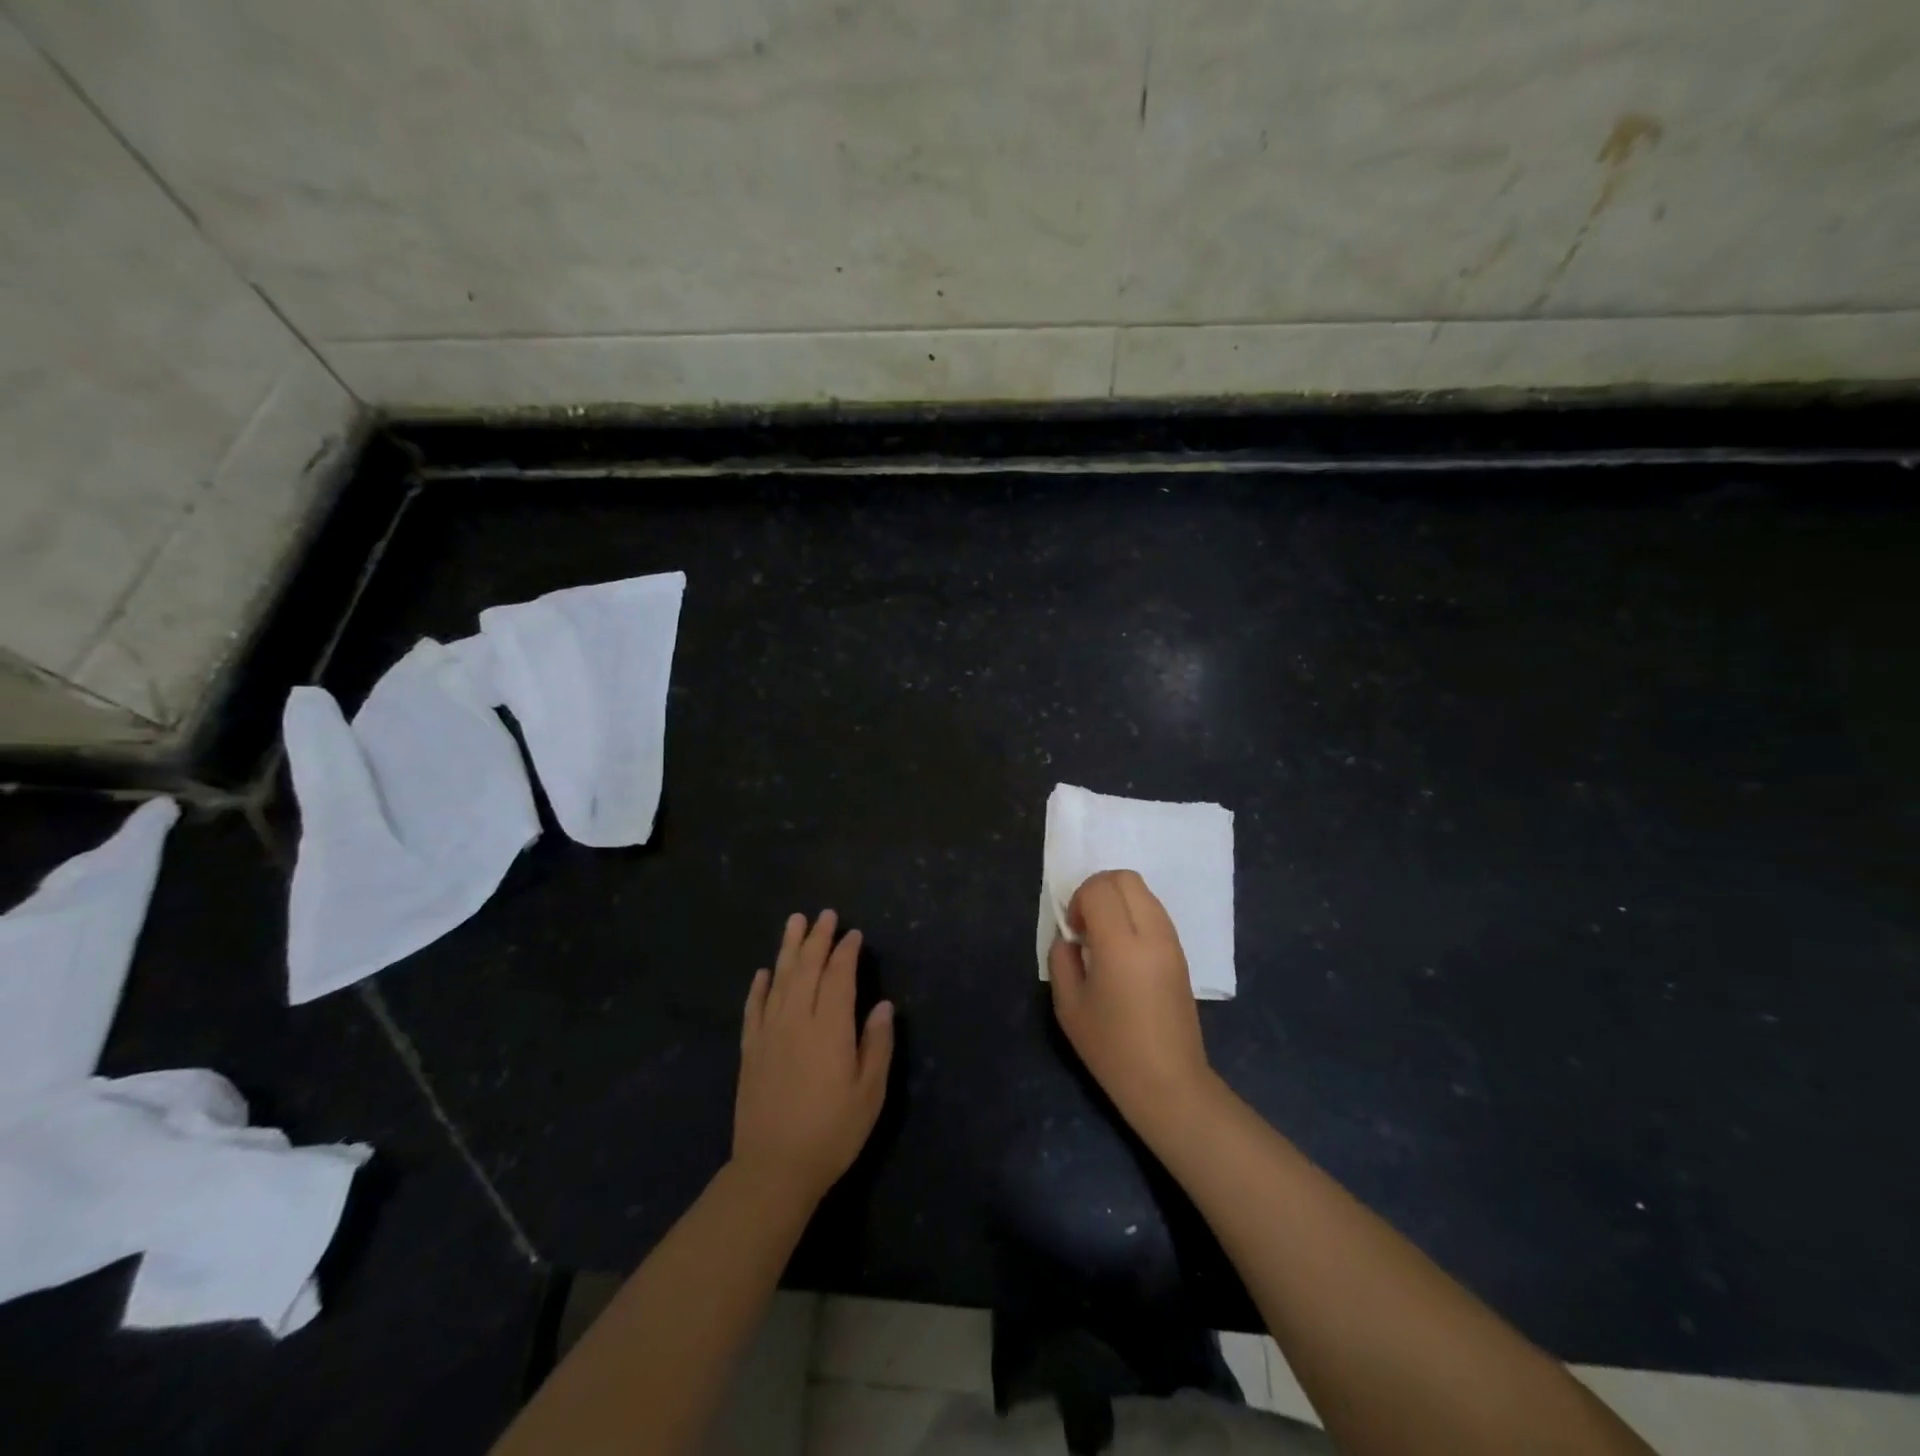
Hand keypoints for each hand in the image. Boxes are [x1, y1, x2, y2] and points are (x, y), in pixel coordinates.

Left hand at [733, 910, 894, 1207]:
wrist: (774, 1169)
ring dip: (788, 949)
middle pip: (806, 969)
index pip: (838, 977)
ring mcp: (769, 1033)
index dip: (846, 952)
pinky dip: (759, 986)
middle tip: (824, 914)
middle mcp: (797, 1020)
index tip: (853, 934)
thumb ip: (877, 1045)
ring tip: (794, 922)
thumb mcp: (870, 1093)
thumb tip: (882, 1005)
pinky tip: (764, 972)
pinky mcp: (750, 1051)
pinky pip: (754, 1008)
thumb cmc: (832, 1132)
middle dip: (817, 939)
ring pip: (779, 980)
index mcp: (830, 1028)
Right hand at [1048, 870, 1215, 1139]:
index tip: (1074, 932)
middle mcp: (1151, 933)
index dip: (1078, 900)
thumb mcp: (1069, 1006)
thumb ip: (1061, 960)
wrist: (1168, 1082)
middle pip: (1125, 878)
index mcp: (1120, 945)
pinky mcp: (1181, 953)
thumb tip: (1070, 938)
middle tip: (1085, 924)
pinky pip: (1155, 911)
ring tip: (1104, 938)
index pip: (1100, 889)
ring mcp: (1171, 941)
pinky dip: (1134, 913)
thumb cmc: (1112, 1049)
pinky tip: (1123, 949)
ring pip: (1143, 891)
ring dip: (1118, 900)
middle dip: (1098, 889)